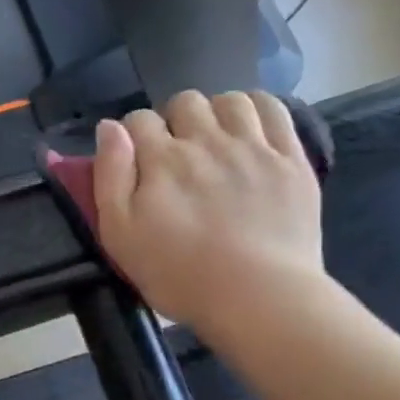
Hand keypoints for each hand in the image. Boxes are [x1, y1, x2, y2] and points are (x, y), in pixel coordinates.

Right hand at [94, 91, 327, 335]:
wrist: (259, 299)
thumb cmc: (179, 274)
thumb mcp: (119, 233)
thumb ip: (109, 174)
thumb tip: (108, 128)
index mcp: (161, 159)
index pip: (138, 119)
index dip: (133, 135)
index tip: (138, 160)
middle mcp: (205, 141)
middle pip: (185, 102)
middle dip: (175, 120)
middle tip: (178, 153)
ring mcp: (253, 147)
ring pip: (230, 100)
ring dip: (217, 112)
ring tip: (217, 138)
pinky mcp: (291, 160)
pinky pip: (275, 110)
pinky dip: (259, 108)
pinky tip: (252, 128)